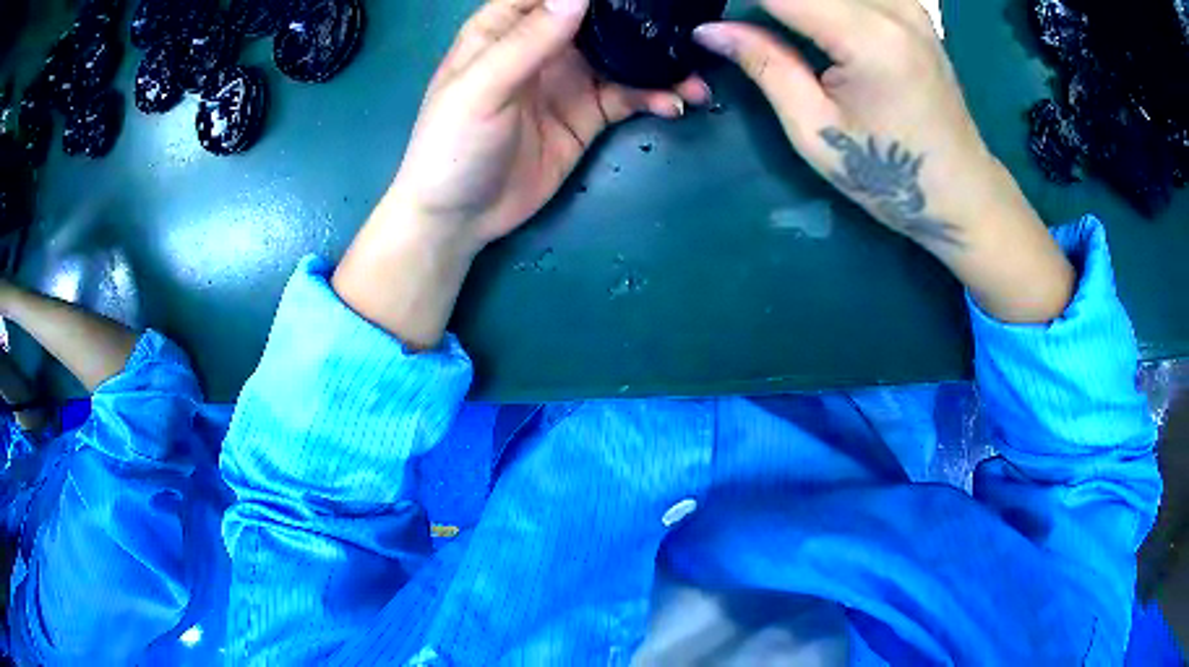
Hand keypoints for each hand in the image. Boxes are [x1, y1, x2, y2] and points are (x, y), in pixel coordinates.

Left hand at [386, 0, 709, 248]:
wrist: (460, 218)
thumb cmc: (453, 146)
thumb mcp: (482, 89)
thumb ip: (529, 41)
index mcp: (505, 27)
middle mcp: (543, 45)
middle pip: (599, 17)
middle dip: (640, 19)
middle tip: (684, 28)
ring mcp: (569, 79)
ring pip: (623, 56)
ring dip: (659, 62)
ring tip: (694, 76)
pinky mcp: (588, 114)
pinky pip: (629, 95)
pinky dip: (655, 96)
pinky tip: (674, 103)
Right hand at [694, 0, 1074, 322]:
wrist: (970, 202)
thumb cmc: (896, 183)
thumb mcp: (816, 132)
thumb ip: (764, 64)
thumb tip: (710, 26)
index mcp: (863, 33)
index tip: (699, 6)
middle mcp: (890, 4)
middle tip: (730, 18)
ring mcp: (907, 4)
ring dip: (793, 0)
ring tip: (763, 25)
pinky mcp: (912, 13)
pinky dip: (819, 0)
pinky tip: (798, 17)